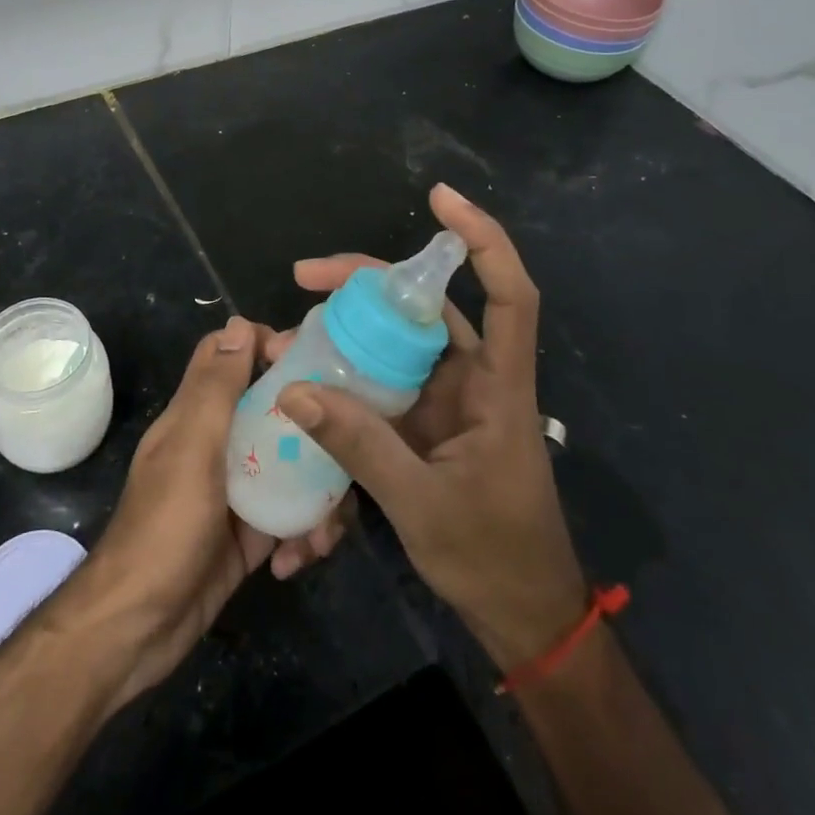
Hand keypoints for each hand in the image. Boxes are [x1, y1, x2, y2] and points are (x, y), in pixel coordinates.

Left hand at [51, 317, 347, 703]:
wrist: (138, 629)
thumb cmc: (165, 527)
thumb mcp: (193, 449)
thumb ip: (216, 388)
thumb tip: (238, 324)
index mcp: (198, 414)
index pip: (231, 356)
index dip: (266, 346)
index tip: (310, 362)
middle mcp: (219, 443)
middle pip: (274, 410)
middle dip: (312, 429)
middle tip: (346, 449)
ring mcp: (237, 490)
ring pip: (291, 465)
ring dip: (317, 495)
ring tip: (324, 533)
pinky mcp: (251, 534)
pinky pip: (291, 517)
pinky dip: (303, 534)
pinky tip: (299, 560)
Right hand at [275, 185, 586, 670]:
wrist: (521, 616)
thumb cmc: (492, 557)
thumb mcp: (421, 504)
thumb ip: (360, 446)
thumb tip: (294, 388)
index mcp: (499, 388)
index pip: (508, 295)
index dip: (482, 240)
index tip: (441, 199)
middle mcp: (476, 379)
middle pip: (429, 306)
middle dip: (369, 280)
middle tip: (306, 275)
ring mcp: (449, 399)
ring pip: (402, 338)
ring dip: (353, 324)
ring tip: (296, 319)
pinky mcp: (427, 420)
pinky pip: (386, 377)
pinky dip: (351, 366)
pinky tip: (312, 365)